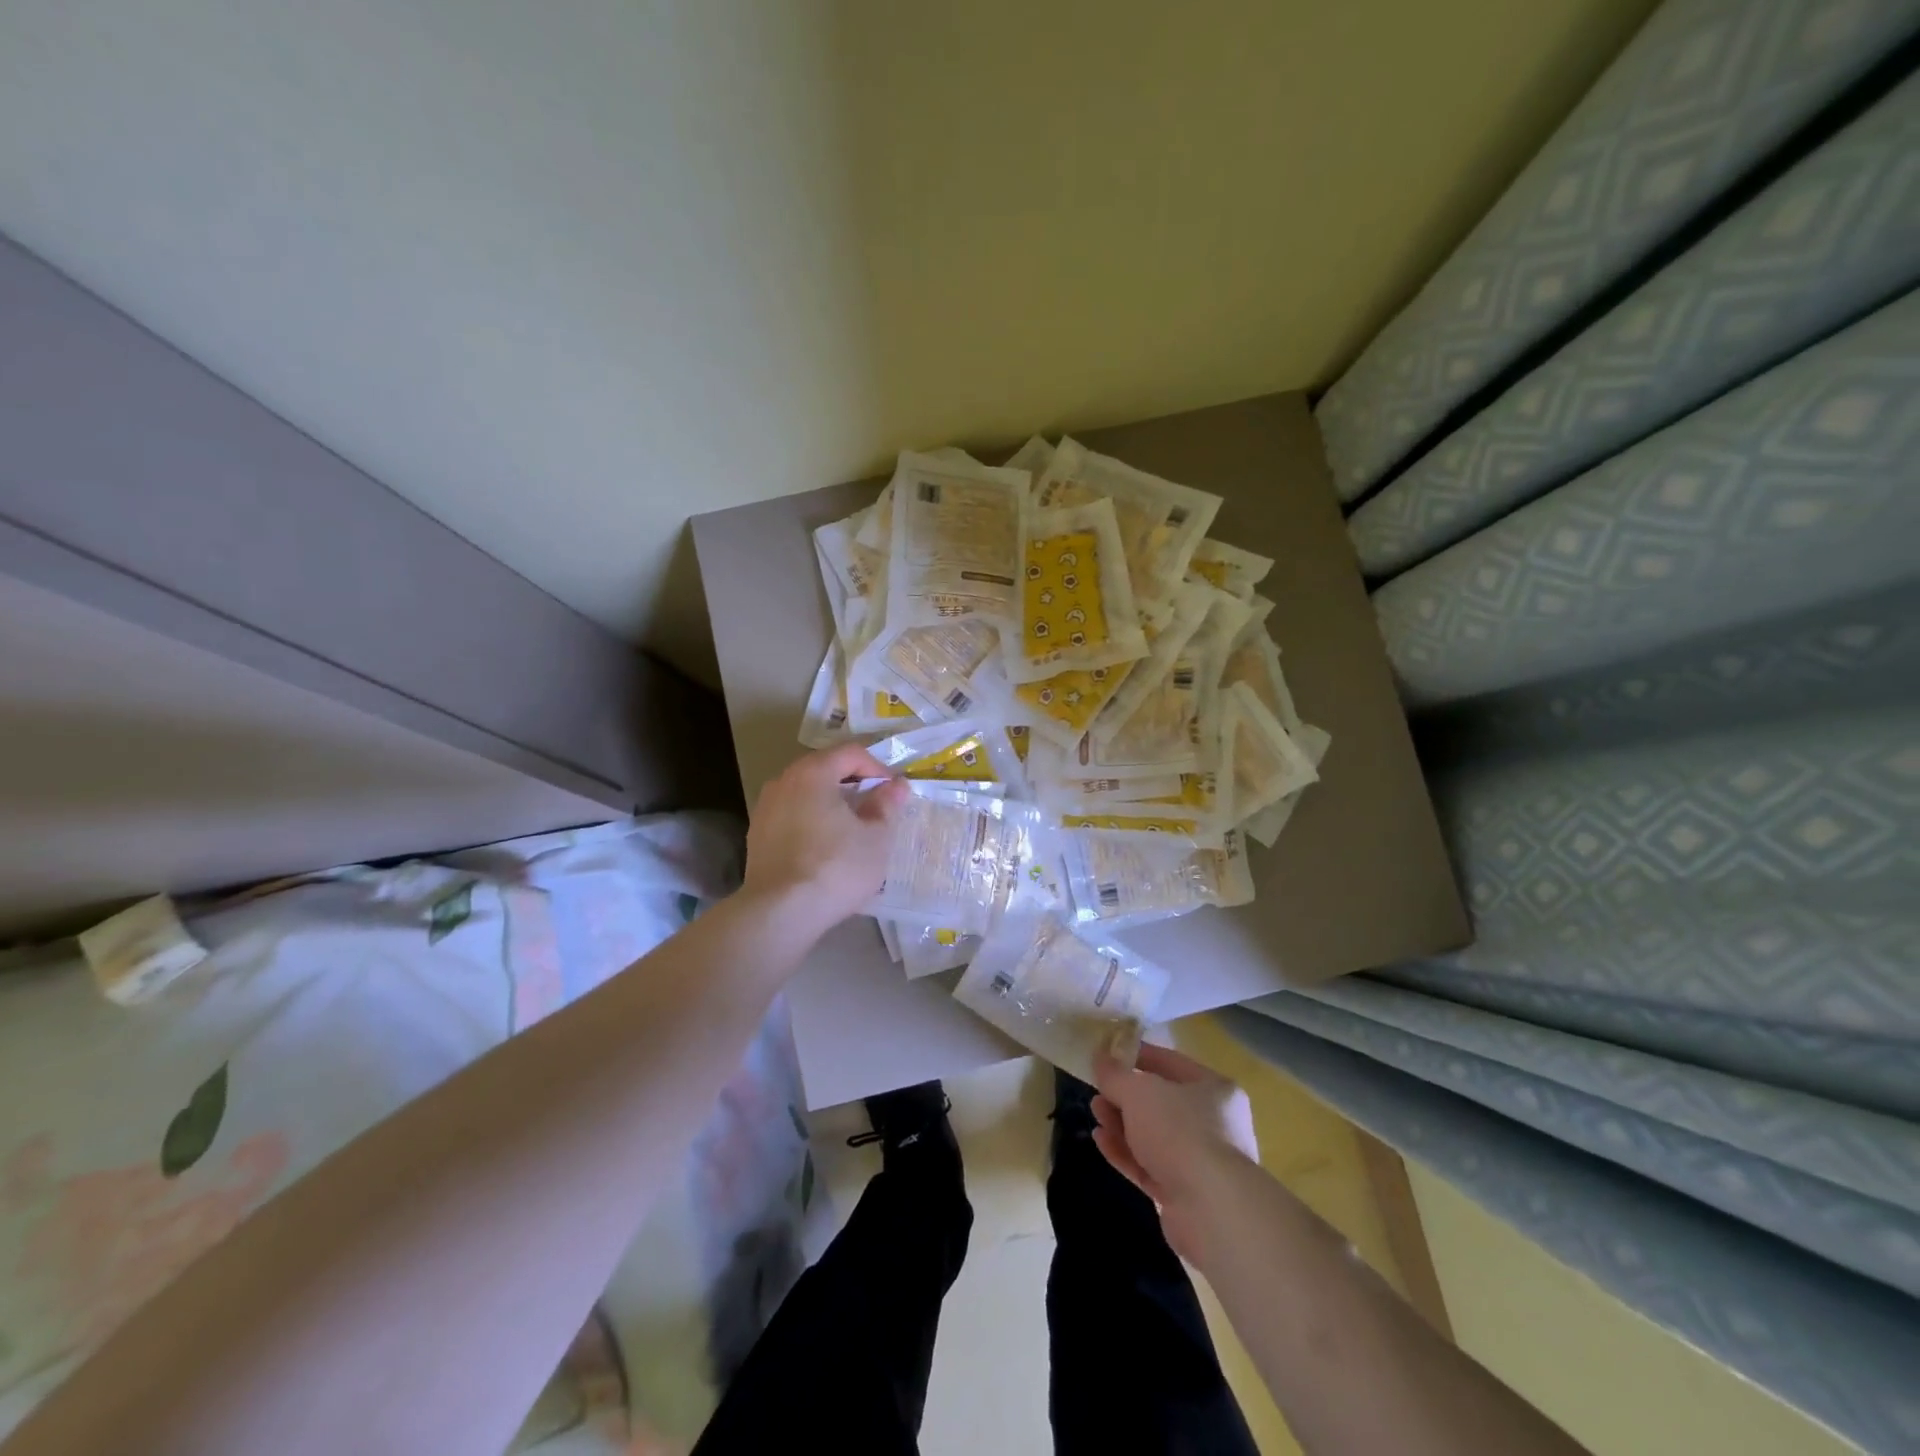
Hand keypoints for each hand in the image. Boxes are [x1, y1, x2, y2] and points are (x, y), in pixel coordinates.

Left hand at [741, 744, 909, 936]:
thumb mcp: (876, 838)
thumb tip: (896, 785)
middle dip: (853, 784)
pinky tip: (825, 849)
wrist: (780, 912)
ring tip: (851, 830)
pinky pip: (792, 816)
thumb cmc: (836, 867)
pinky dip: (811, 822)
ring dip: (831, 803)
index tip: (892, 793)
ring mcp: (765, 808)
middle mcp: (784, 781)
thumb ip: (886, 805)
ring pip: (806, 793)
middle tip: (876, 809)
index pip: (851, 753)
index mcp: (813, 772)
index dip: (877, 767)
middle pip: (825, 769)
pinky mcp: (756, 836)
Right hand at [1092, 1042, 1258, 1263]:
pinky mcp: (1186, 1195)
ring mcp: (1201, 1162)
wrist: (1211, 1209)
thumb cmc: (1179, 1131)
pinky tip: (1101, 1141)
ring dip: (1122, 1124)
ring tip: (1095, 1113)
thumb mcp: (1138, 1092)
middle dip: (1126, 1096)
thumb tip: (1100, 1058)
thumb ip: (1115, 1075)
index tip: (1109, 1054)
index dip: (1138, 1056)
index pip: (1171, 1062)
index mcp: (1214, 1089)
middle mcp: (1214, 1123)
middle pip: (1162, 1103)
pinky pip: (1151, 1166)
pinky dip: (1126, 1153)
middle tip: (1098, 1090)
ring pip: (1154, 1136)